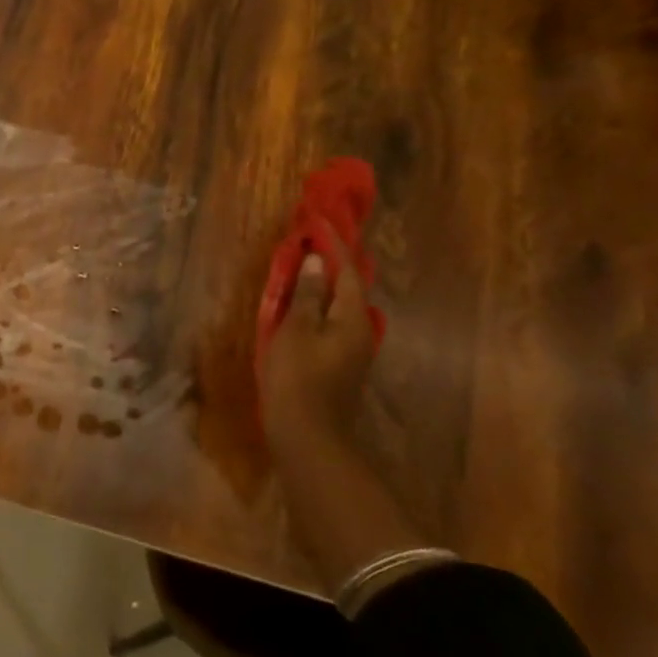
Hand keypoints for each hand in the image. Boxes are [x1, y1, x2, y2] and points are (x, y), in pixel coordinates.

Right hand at [261, 223, 376, 454]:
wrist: (309, 436)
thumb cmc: (298, 379)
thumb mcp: (296, 331)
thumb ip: (307, 295)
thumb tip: (317, 261)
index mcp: (353, 319)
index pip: (347, 271)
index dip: (333, 245)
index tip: (319, 220)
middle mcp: (361, 331)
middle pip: (349, 288)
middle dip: (332, 263)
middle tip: (312, 241)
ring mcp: (353, 351)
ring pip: (341, 307)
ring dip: (325, 285)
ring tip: (304, 268)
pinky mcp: (341, 365)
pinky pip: (333, 323)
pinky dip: (320, 306)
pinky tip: (303, 306)